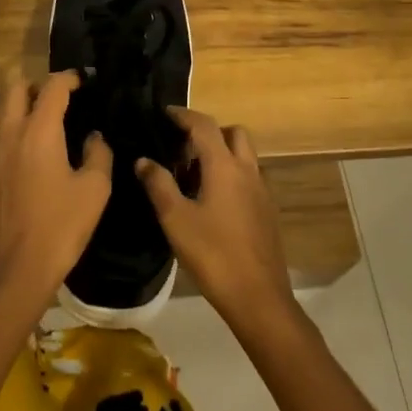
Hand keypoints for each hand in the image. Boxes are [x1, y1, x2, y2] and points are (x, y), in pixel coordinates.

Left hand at [0, 70, 112, 311]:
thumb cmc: (62, 226)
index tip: (82, 80)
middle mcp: (8, 136)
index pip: (52, 87)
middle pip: (15, 91)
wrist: (17, 273)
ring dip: (20, 114)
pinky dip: (11, 146)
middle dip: (36, 86)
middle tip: (57, 99)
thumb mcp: (95, 189)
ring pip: (0, 119)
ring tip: (42, 130)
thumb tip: (93, 136)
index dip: (68, 78)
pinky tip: (26, 170)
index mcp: (39, 132)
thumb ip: (98, 153)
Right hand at [136, 108, 295, 336]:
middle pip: (233, 133)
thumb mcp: (176, 219)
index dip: (184, 115)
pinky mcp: (267, 211)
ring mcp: (262, 191)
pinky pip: (249, 178)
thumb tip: (143, 159)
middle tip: (183, 147)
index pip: (204, 125)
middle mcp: (248, 170)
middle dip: (209, 131)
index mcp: (224, 166)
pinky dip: (232, 175)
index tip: (165, 113)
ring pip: (244, 156)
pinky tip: (214, 201)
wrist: (258, 297)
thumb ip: (158, 185)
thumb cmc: (213, 254)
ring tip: (194, 174)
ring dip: (222, 153)